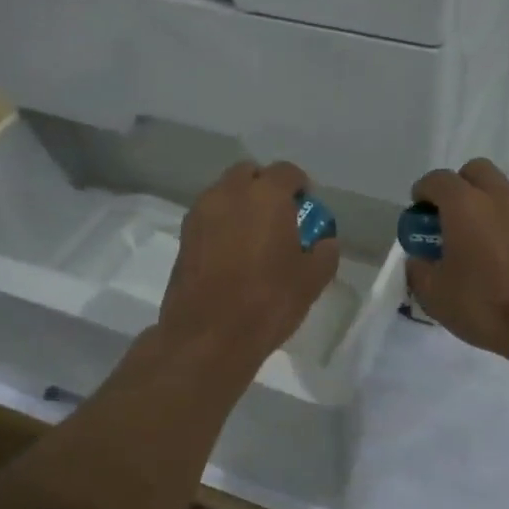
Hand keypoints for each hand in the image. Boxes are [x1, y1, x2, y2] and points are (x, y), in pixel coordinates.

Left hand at [158, 161, 340, 371]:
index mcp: (266, 196)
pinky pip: (209, 215)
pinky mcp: (183, 236)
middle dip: (265, 187)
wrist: (206, 337)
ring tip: (254, 236)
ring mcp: (201, 213)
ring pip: (224, 192)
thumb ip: (325, 252)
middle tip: (279, 216)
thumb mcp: (312, 280)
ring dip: (241, 203)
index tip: (306, 207)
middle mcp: (229, 194)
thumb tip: (324, 241)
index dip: (300, 186)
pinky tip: (233, 252)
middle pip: (249, 173)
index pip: (286, 171)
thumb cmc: (267, 302)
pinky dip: (222, 223)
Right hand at [404, 159, 508, 366]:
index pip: (438, 180)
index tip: (418, 213)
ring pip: (499, 189)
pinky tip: (497, 253)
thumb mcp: (434, 294)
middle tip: (446, 217)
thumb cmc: (485, 304)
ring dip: (482, 202)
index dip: (423, 192)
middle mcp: (498, 197)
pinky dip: (502, 220)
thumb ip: (419, 269)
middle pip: (475, 171)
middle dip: (457, 186)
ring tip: (472, 238)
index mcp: (465, 205)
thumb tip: (419, 259)